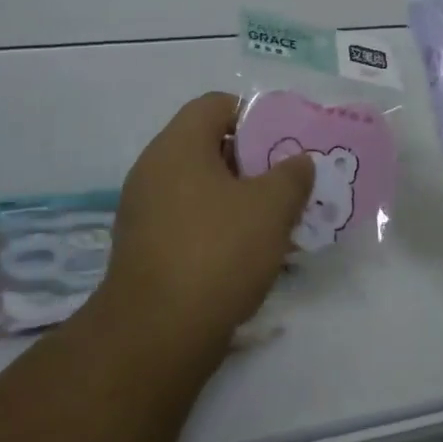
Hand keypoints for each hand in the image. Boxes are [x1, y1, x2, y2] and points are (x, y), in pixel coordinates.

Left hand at [98, 93, 313, 352]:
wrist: (156, 336)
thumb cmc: (217, 252)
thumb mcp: (271, 208)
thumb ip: (292, 176)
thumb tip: (299, 162)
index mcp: (177, 146)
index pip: (215, 105)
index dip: (253, 115)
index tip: (283, 141)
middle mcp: (153, 170)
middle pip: (208, 147)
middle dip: (252, 162)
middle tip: (286, 183)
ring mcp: (143, 212)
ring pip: (200, 189)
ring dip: (238, 200)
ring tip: (274, 222)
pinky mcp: (144, 250)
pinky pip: (188, 222)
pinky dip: (217, 228)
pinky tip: (247, 256)